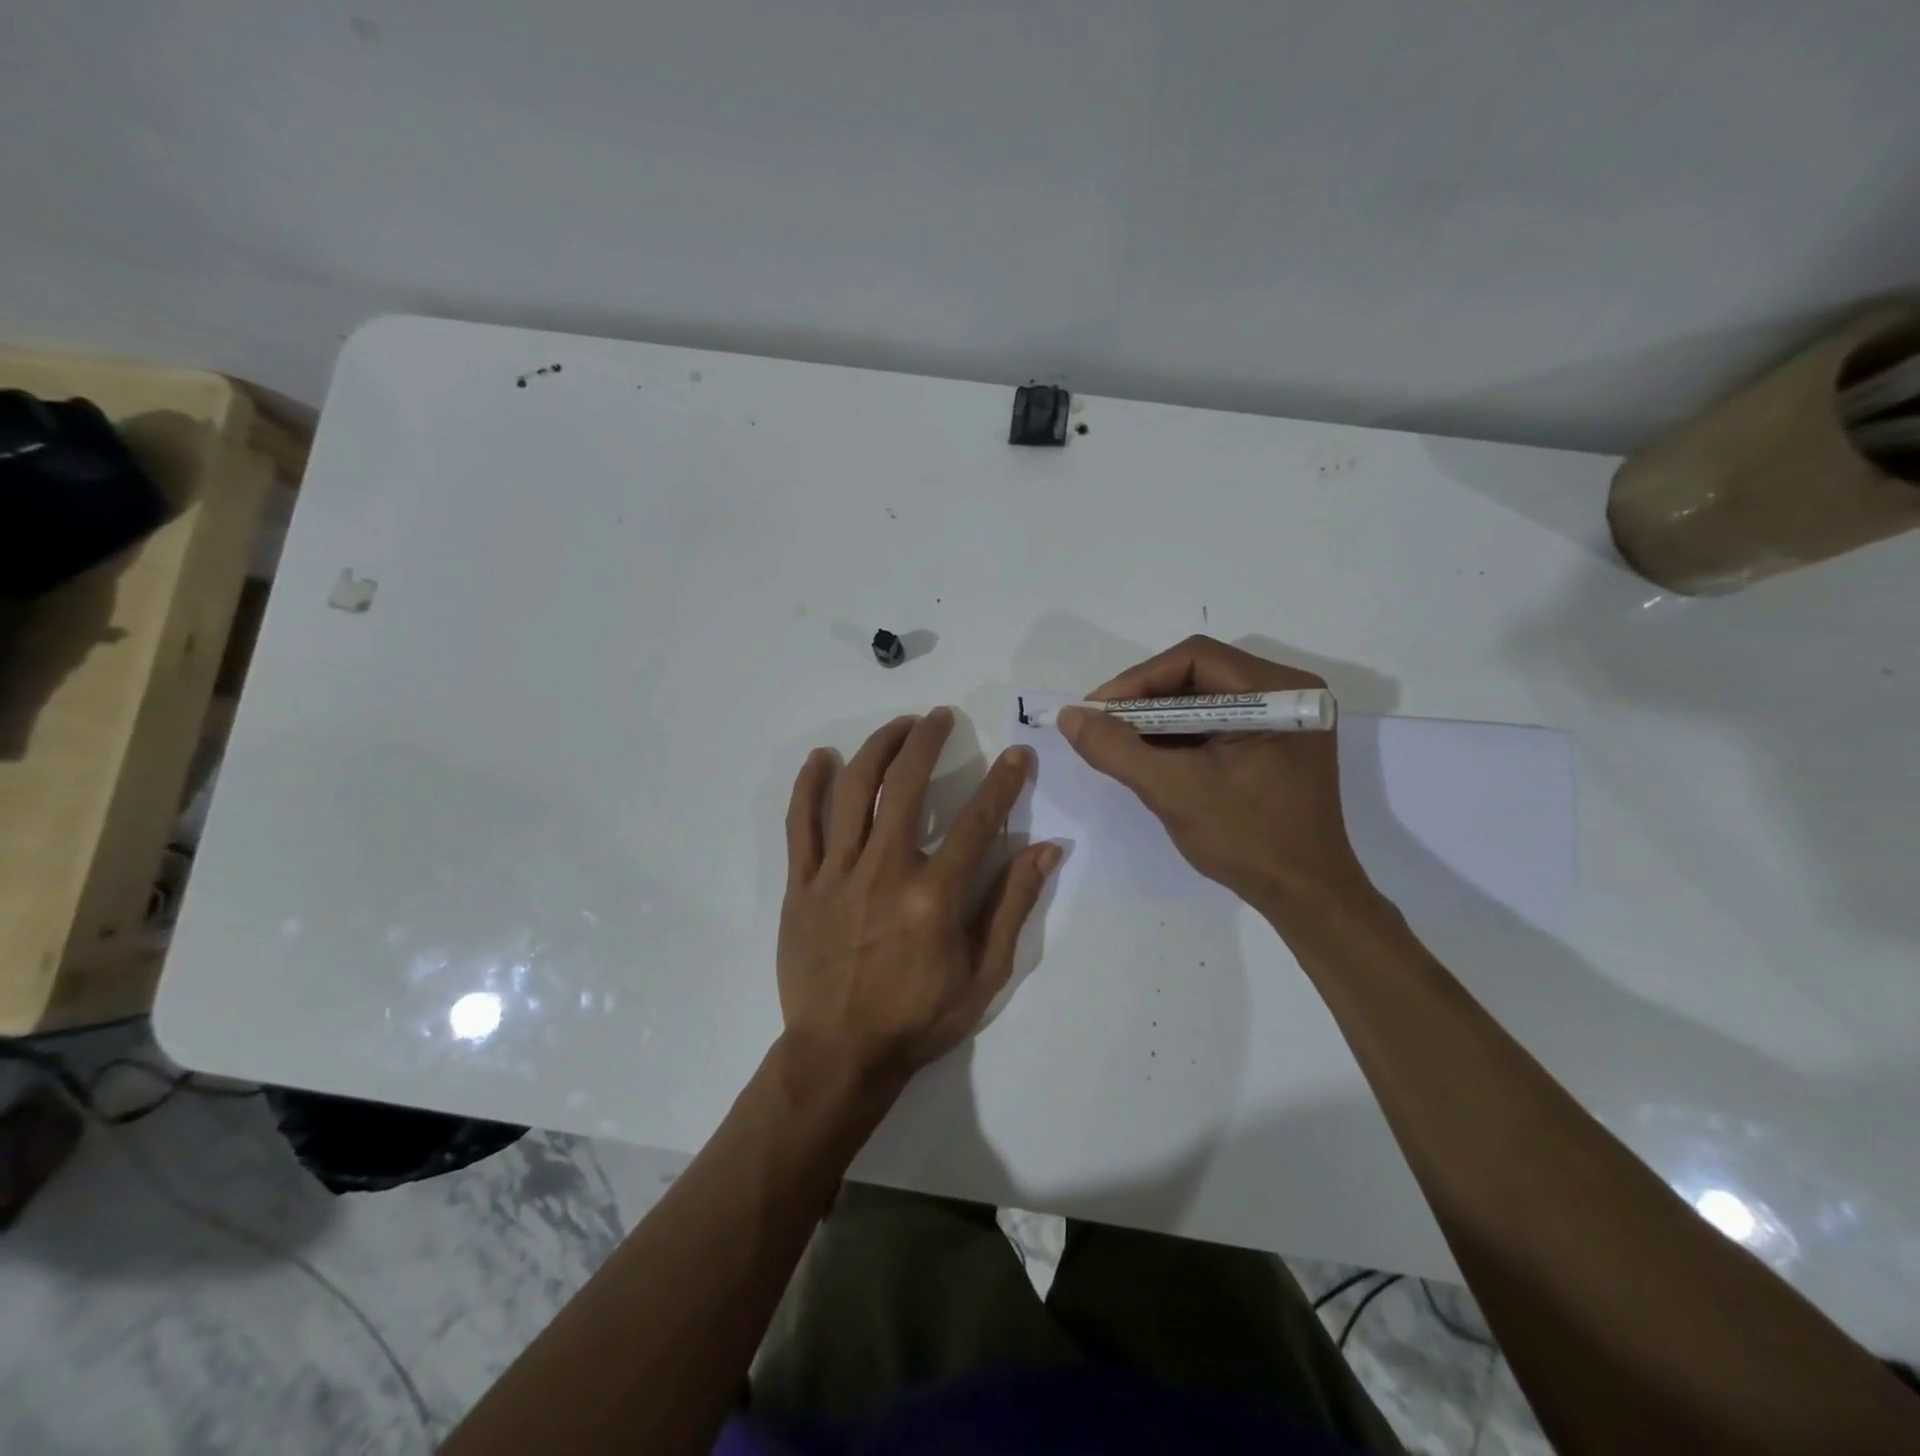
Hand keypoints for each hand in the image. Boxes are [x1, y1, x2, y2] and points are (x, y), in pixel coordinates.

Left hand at [779, 709, 1061, 1084]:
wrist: (840, 1055)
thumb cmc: (918, 1019)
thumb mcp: (983, 974)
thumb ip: (1012, 906)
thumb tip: (1046, 849)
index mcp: (933, 896)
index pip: (977, 821)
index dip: (1003, 782)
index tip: (1018, 754)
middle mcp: (885, 871)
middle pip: (906, 786)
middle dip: (927, 741)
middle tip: (940, 717)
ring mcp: (837, 875)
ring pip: (853, 792)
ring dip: (876, 749)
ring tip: (896, 725)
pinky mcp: (801, 885)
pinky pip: (800, 825)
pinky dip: (809, 786)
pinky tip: (822, 758)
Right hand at [1058, 636, 1370, 915]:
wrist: (1304, 897)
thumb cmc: (1246, 839)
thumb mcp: (1173, 790)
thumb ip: (1116, 749)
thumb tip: (1069, 716)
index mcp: (1277, 692)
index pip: (1194, 659)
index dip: (1138, 680)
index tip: (1096, 711)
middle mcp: (1286, 693)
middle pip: (1198, 675)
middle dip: (1144, 700)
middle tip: (1102, 725)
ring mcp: (1282, 719)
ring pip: (1203, 698)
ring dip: (1158, 718)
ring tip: (1118, 741)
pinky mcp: (1273, 743)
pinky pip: (1216, 723)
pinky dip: (1179, 735)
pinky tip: (1150, 755)